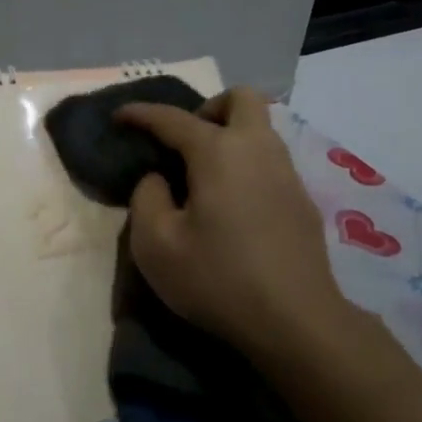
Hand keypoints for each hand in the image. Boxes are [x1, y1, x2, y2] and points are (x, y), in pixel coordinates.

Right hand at [118, 87, 348, 359]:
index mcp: (218, 152)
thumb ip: (146, 198)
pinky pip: (270, 160)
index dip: (141, 113)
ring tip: (203, 176)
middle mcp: (257, 149)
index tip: (119, 117)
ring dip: (230, 136)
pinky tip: (233, 206)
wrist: (298, 323)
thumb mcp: (156, 245)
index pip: (172, 118)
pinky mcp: (302, 201)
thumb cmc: (219, 279)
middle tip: (185, 143)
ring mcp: (287, 173)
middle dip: (208, 108)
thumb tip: (159, 179)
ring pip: (260, 128)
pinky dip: (246, 164)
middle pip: (240, 98)